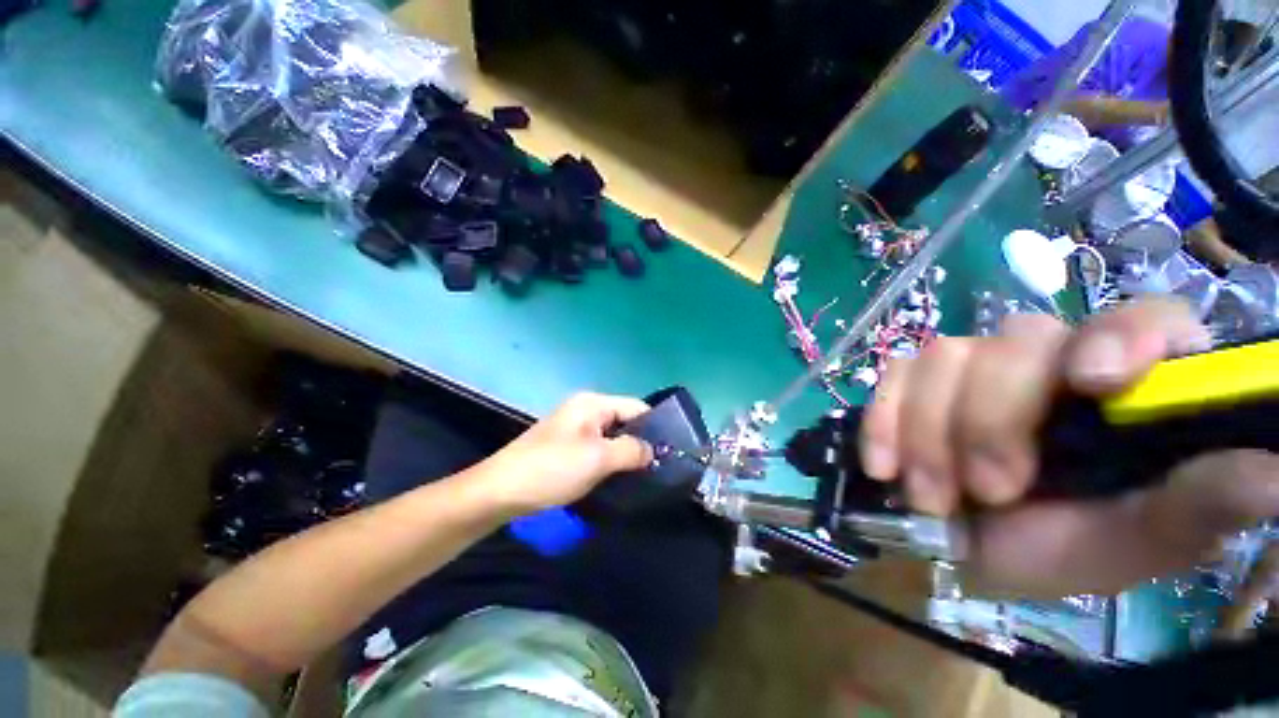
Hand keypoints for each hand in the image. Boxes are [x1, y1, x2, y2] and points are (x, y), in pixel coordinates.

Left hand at [477, 393, 653, 516]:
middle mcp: (585, 410)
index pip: (636, 407)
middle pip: (624, 422)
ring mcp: (574, 429)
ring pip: (611, 438)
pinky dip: (610, 462)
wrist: (499, 492)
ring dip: (626, 455)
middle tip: (659, 468)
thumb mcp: (597, 458)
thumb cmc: (551, 468)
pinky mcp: (566, 447)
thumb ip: (632, 450)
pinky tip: (618, 479)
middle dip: (641, 443)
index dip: (656, 427)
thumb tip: (654, 451)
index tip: (672, 451)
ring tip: (643, 477)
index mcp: (593, 403)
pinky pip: (598, 450)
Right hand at [860, 298, 1278, 596]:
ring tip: (931, 495)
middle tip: (988, 490)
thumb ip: (1197, 506)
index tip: (1090, 383)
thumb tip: (1274, 473)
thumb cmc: (1054, 550)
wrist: (956, 548)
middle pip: (1018, 340)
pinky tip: (884, 465)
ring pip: (944, 356)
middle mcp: (1049, 360)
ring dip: (930, 432)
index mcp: (1126, 390)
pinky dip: (883, 420)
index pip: (1144, 318)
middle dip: (992, 420)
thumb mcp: (1133, 544)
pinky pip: (890, 375)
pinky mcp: (910, 380)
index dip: (1121, 336)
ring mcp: (971, 365)